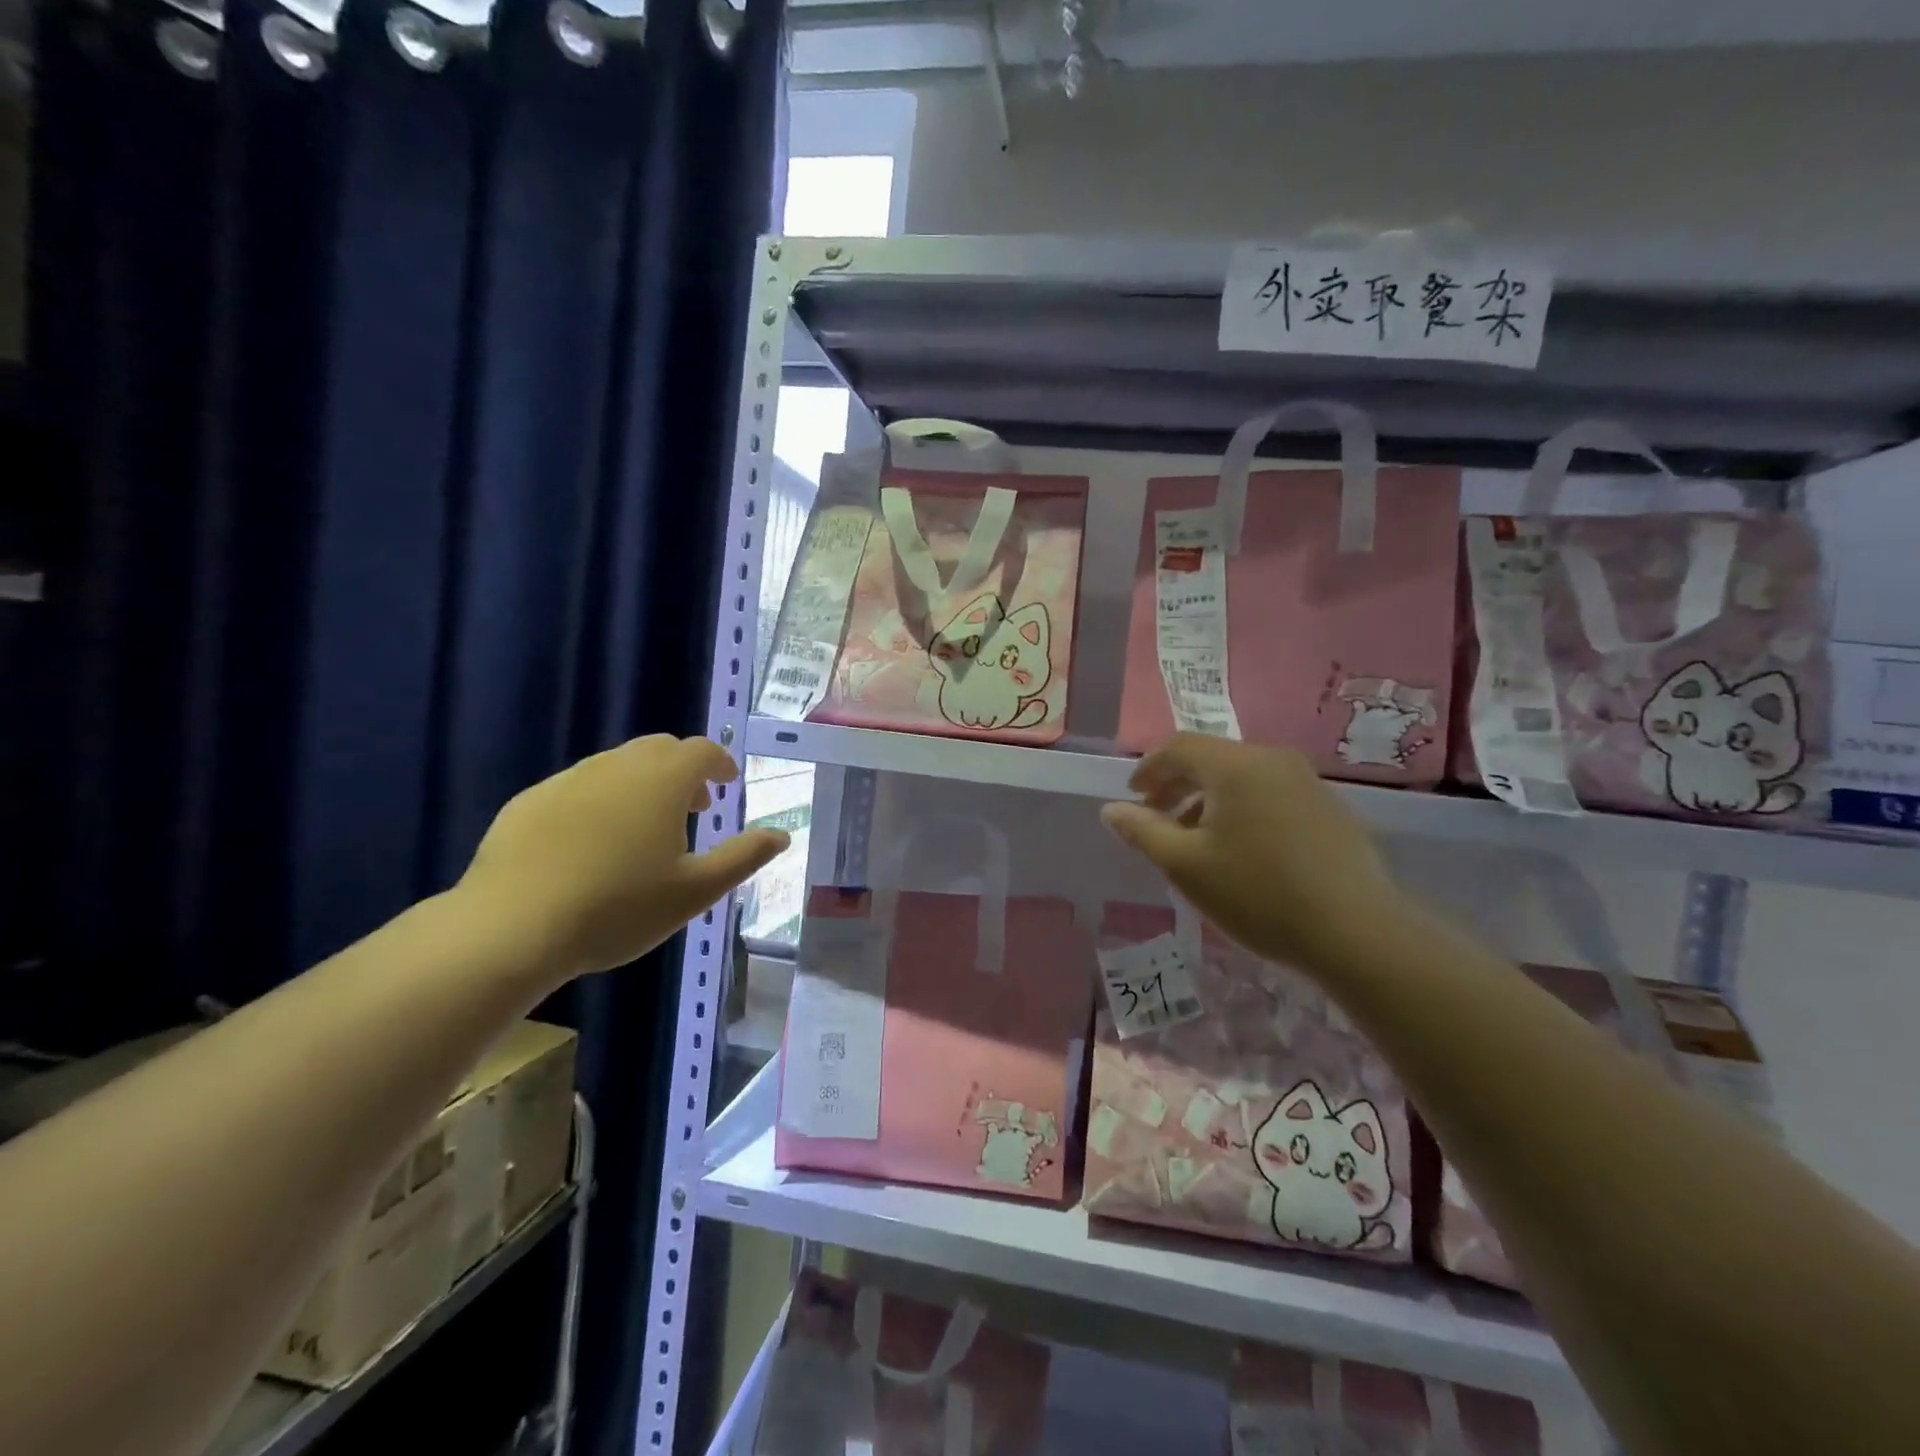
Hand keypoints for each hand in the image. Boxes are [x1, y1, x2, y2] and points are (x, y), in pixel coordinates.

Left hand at [460, 736, 788, 978]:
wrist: (511, 928)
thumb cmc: (618, 908)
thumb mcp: (695, 891)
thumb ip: (743, 857)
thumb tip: (782, 835)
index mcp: (662, 781)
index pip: (701, 751)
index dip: (719, 763)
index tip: (726, 785)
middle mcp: (616, 766)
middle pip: (659, 749)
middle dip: (682, 770)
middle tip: (691, 808)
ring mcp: (568, 780)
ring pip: (617, 765)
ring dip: (642, 783)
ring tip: (644, 828)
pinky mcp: (529, 801)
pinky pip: (578, 786)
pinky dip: (601, 799)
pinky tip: (592, 843)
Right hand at [1100, 735, 1408, 972]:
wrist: (1356, 932)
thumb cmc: (1258, 894)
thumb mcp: (1185, 866)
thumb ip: (1143, 831)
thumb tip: (1111, 810)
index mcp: (1235, 766)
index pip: (1178, 747)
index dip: (1149, 768)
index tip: (1133, 797)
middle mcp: (1272, 760)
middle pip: (1211, 758)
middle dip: (1177, 784)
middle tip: (1156, 818)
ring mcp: (1306, 782)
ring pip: (1242, 777)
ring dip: (1208, 799)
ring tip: (1195, 839)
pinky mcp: (1328, 808)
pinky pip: (1270, 793)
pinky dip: (1242, 808)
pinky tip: (1241, 849)